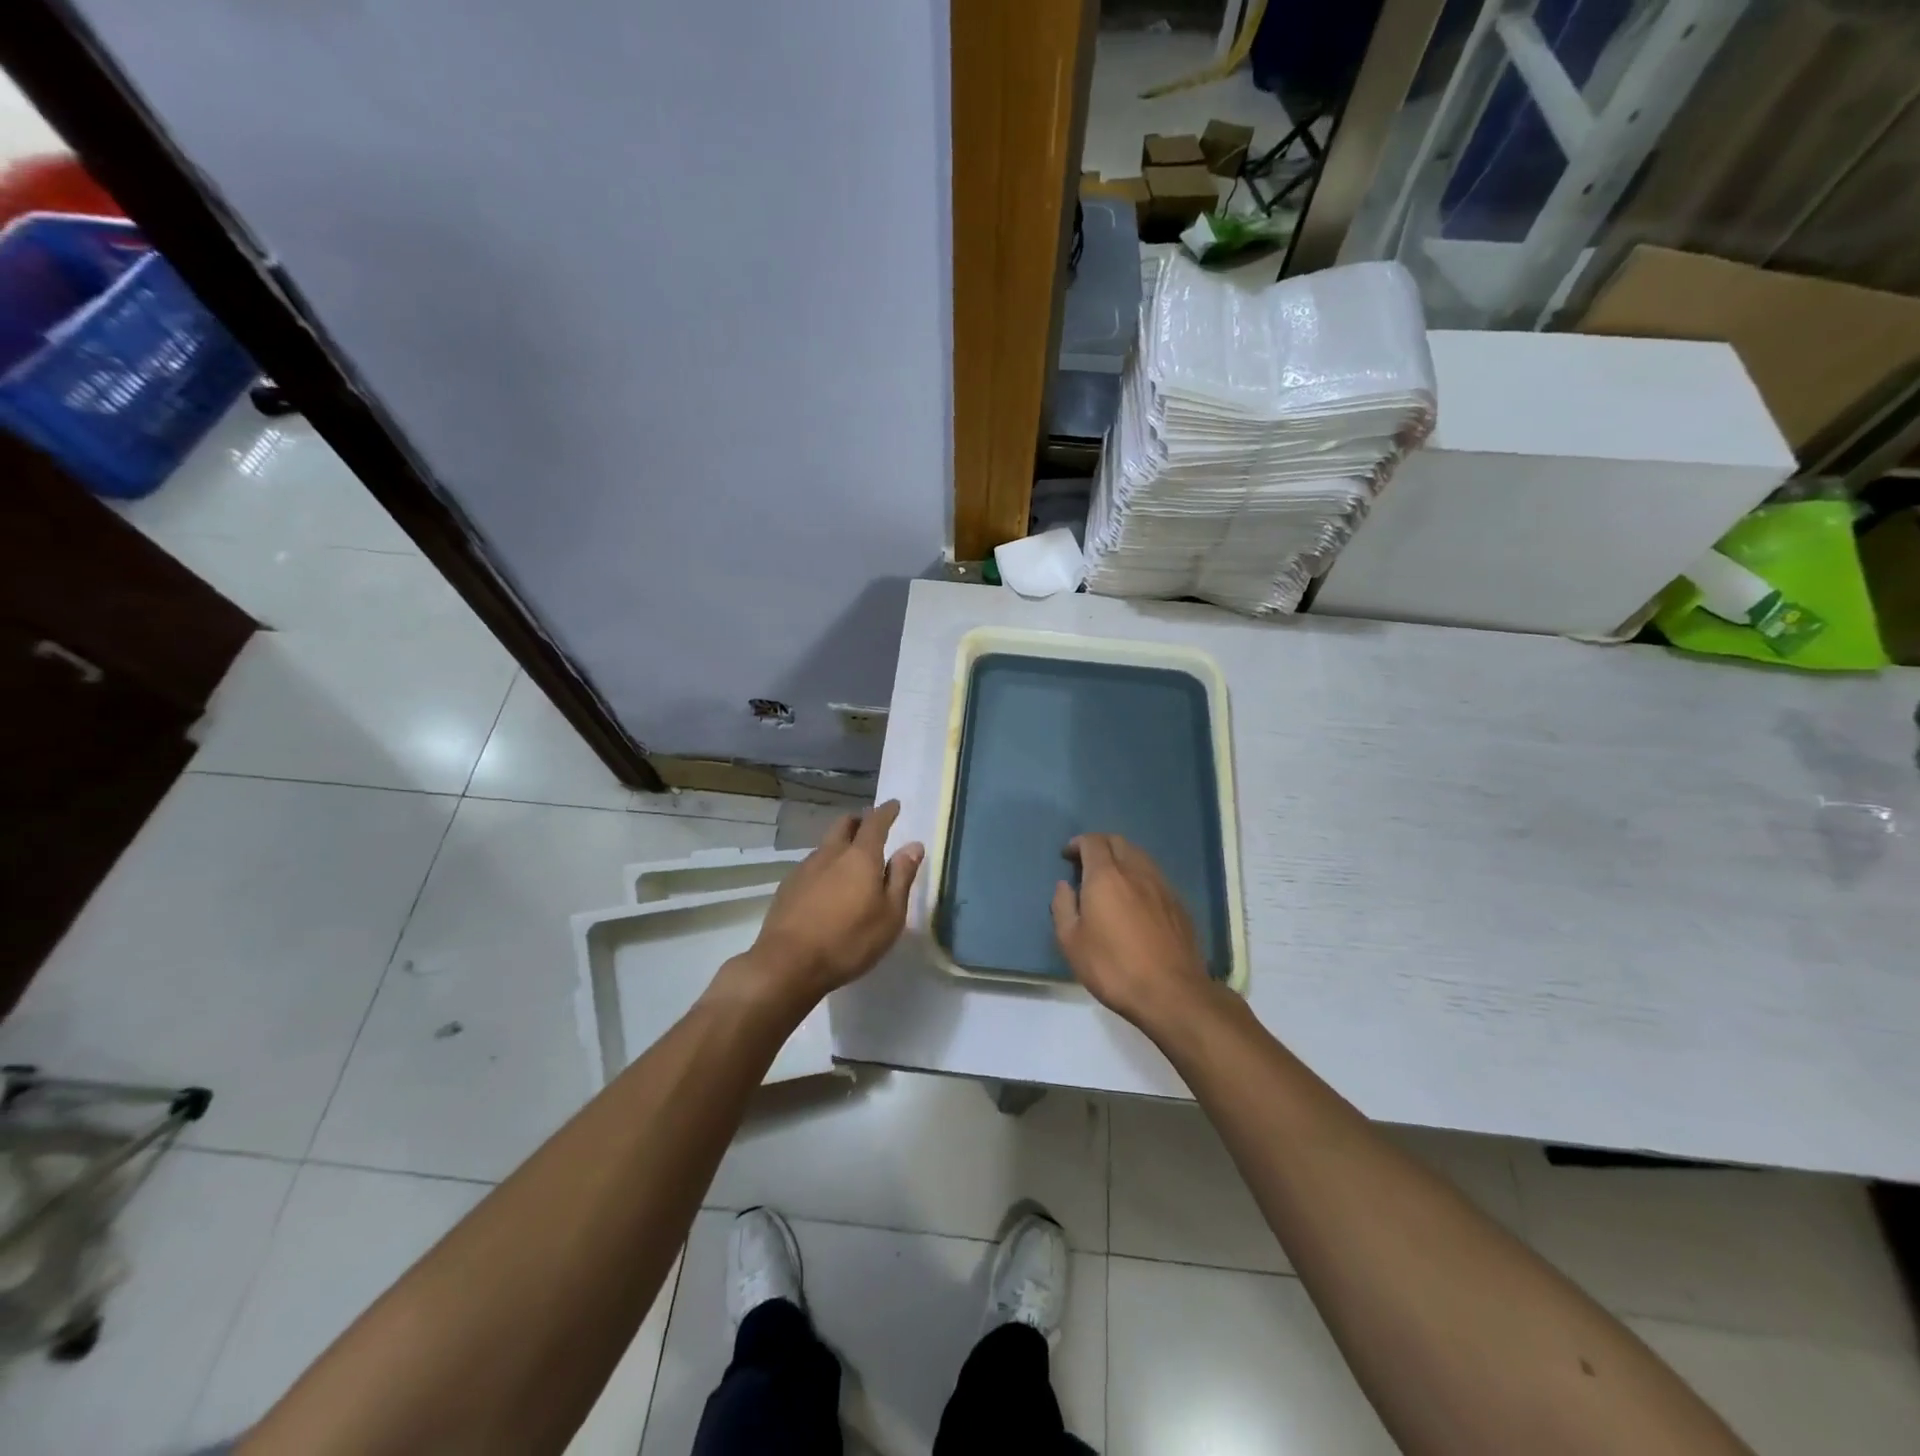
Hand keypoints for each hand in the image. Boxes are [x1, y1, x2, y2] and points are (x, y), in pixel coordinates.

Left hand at [729, 800, 922, 1009]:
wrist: (787, 964)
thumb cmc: (849, 940)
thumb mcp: (890, 915)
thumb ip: (901, 877)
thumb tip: (913, 845)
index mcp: (860, 857)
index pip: (875, 822)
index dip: (886, 812)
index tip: (894, 805)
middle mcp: (831, 853)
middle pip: (844, 824)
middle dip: (859, 821)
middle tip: (870, 828)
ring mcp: (805, 868)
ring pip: (826, 845)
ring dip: (840, 845)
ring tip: (850, 863)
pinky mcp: (788, 887)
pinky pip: (812, 865)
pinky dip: (825, 866)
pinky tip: (827, 888)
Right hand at [1052, 834, 1211, 1030]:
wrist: (1171, 992)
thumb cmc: (1113, 967)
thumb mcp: (1071, 942)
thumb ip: (1063, 907)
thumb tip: (1065, 885)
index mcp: (1106, 876)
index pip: (1092, 842)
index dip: (1077, 843)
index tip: (1067, 856)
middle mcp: (1136, 871)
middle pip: (1118, 842)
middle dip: (1100, 845)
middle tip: (1087, 864)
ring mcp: (1162, 886)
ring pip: (1140, 856)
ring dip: (1122, 858)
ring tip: (1111, 880)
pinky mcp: (1178, 904)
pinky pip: (1155, 877)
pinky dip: (1140, 877)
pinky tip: (1135, 900)